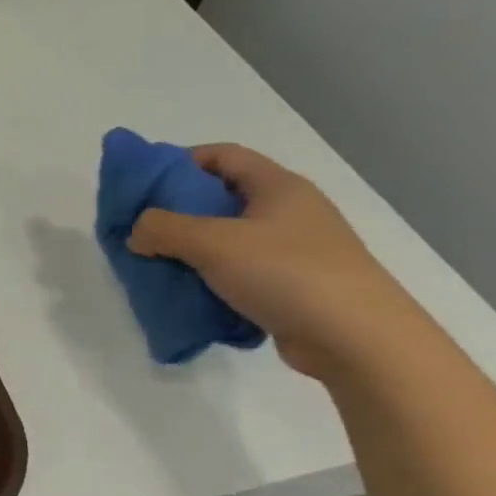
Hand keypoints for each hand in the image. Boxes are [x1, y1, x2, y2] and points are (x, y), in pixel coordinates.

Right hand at [127, 144, 425, 378]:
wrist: (359, 341)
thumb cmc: (287, 274)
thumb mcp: (212, 242)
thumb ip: (163, 228)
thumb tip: (136, 232)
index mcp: (277, 186)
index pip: (222, 155)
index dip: (179, 162)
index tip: (142, 184)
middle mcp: (288, 212)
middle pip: (220, 198)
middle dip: (176, 211)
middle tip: (140, 228)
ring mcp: (293, 250)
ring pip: (226, 238)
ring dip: (189, 249)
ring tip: (156, 264)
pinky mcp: (292, 286)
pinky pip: (238, 272)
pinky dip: (209, 278)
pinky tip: (188, 293)